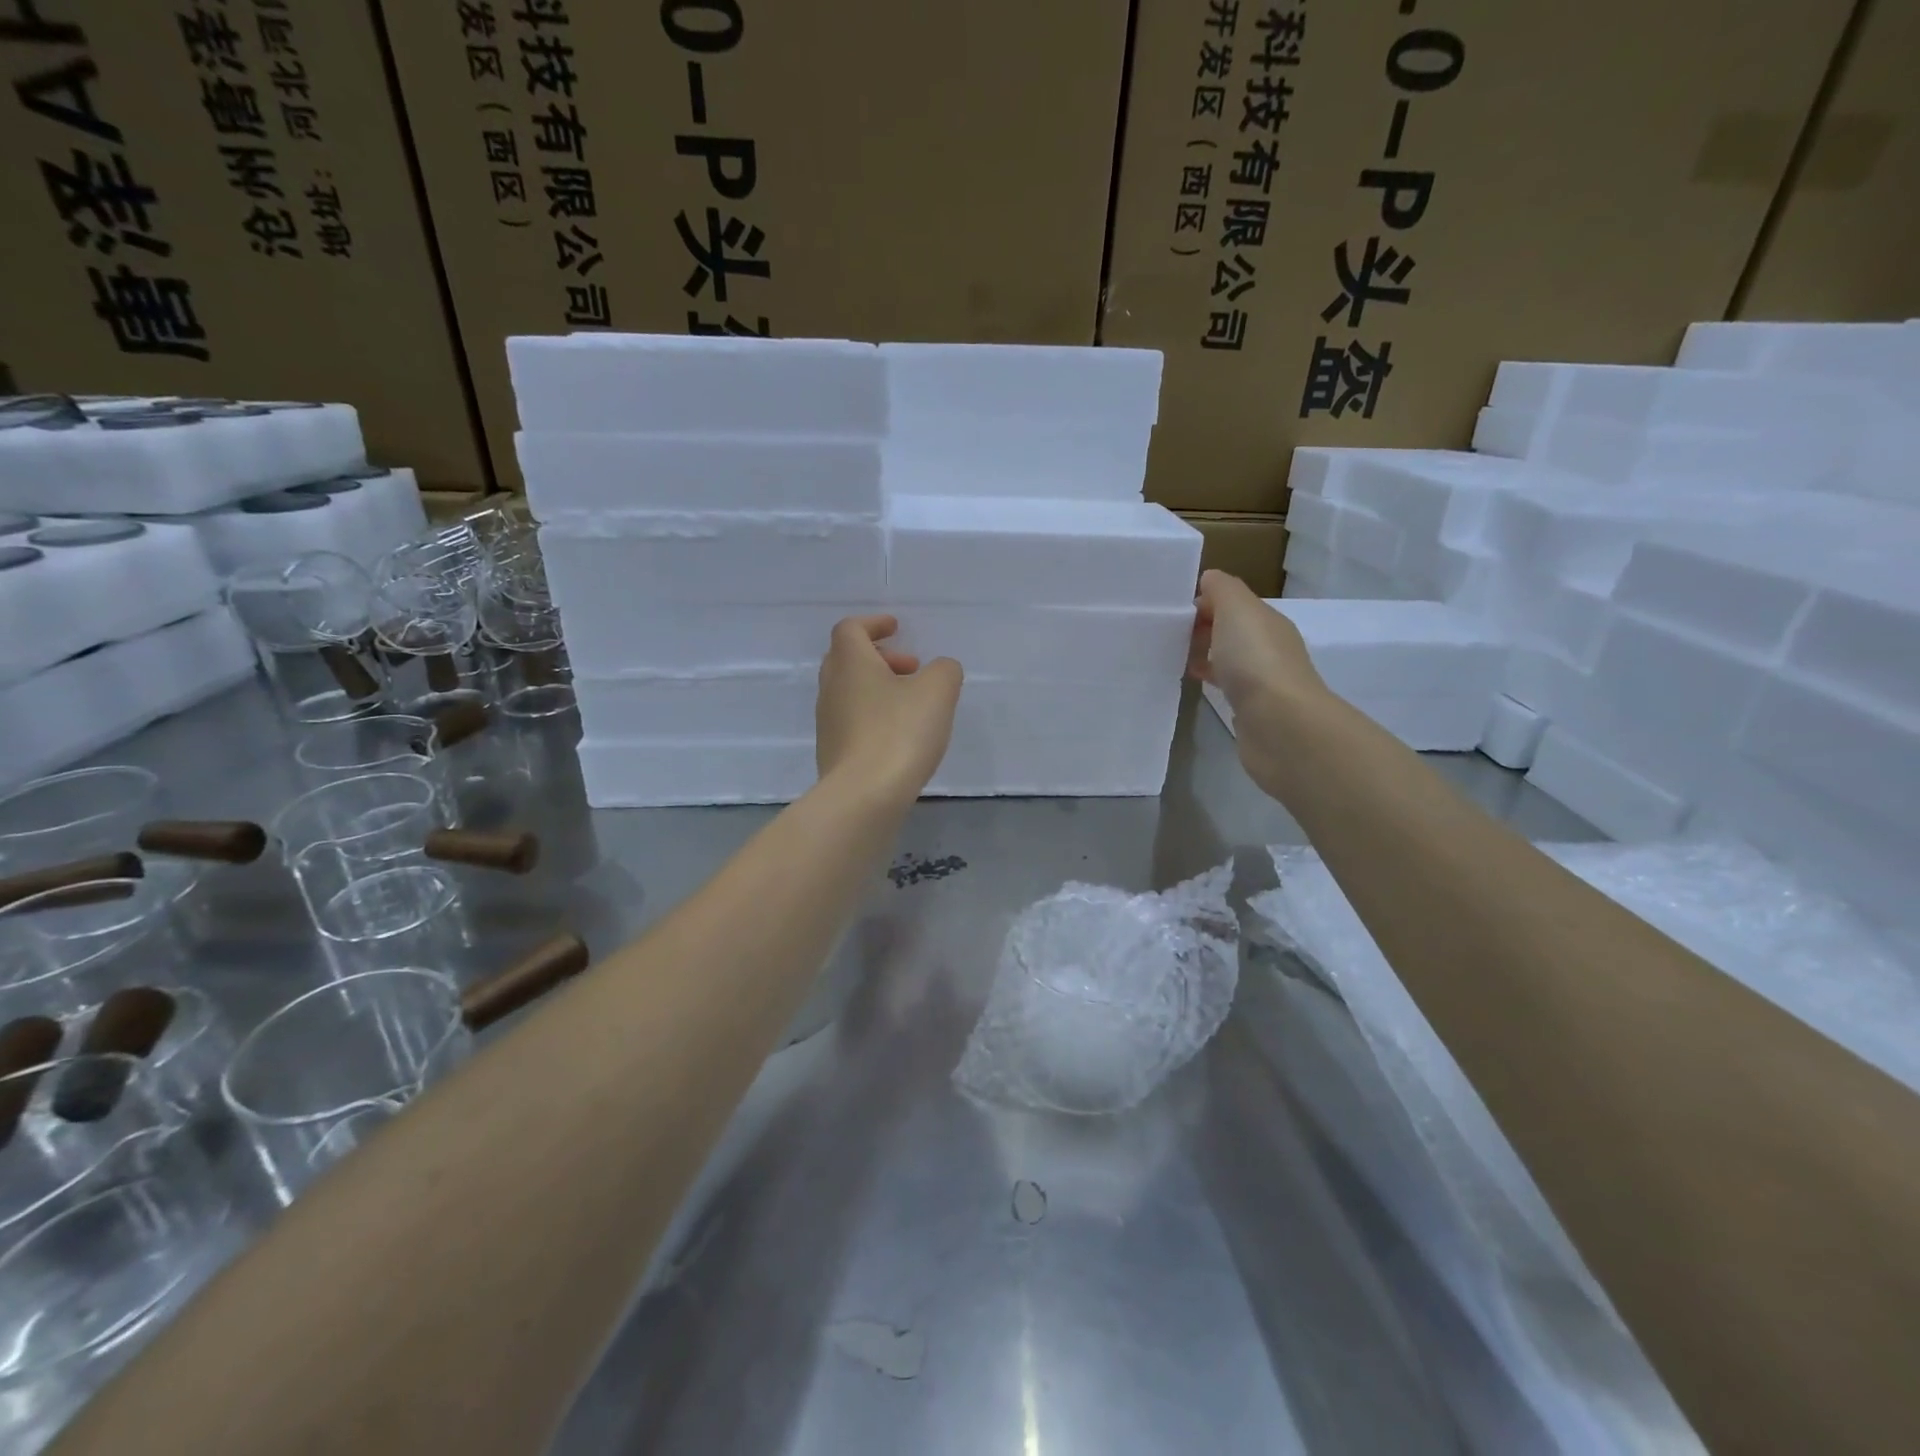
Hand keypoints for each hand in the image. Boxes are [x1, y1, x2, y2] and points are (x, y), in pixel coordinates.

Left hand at [816, 615, 962, 805]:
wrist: (863, 795)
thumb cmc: (899, 733)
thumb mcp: (938, 692)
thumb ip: (944, 671)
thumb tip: (940, 670)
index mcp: (850, 662)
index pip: (851, 628)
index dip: (874, 623)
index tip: (896, 628)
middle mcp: (831, 687)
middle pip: (847, 658)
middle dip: (880, 657)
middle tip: (911, 668)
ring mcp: (828, 722)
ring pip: (849, 691)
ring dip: (877, 687)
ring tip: (911, 704)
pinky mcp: (832, 752)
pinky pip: (851, 720)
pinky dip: (873, 715)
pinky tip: (898, 735)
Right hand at [1189, 571, 1328, 787]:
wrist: (1280, 723)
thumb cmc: (1255, 660)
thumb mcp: (1237, 610)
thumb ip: (1223, 589)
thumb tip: (1209, 579)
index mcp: (1267, 621)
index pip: (1234, 603)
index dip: (1204, 602)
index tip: (1172, 613)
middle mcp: (1269, 647)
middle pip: (1232, 630)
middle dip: (1202, 627)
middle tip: (1167, 635)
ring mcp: (1263, 680)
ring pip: (1229, 658)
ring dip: (1205, 654)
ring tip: (1172, 657)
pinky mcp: (1253, 709)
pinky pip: (1227, 685)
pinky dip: (1211, 679)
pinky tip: (1193, 683)